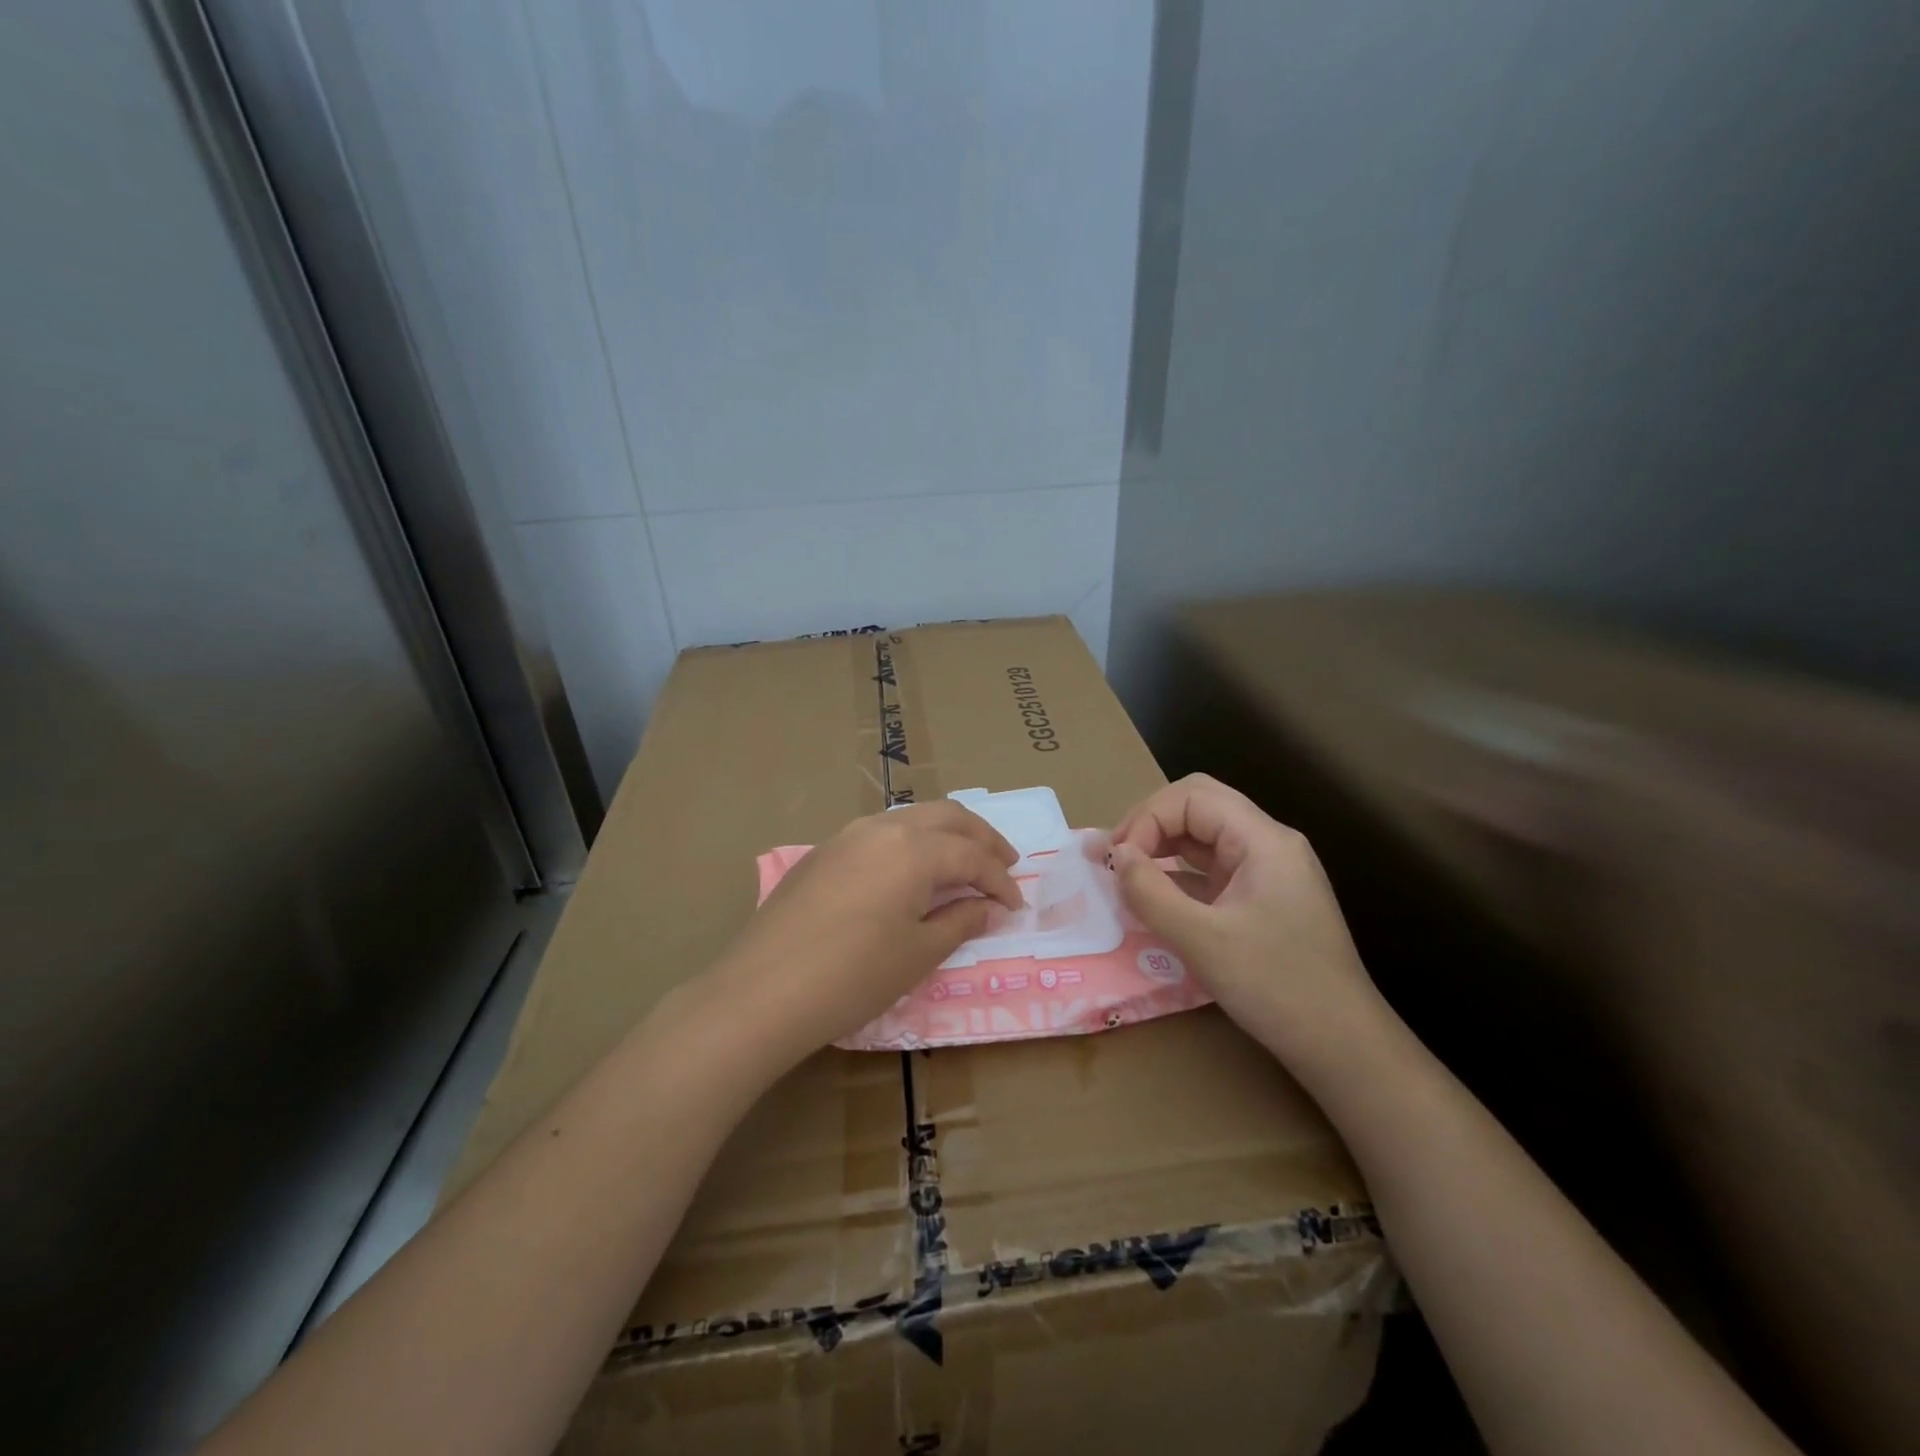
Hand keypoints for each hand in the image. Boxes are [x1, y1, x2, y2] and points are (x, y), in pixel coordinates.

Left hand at [706, 801, 1020, 1069]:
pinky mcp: (823, 852)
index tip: (1016, 906)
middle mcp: (882, 827)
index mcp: (913, 849)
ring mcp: (847, 835)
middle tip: (1005, 863)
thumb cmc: (853, 976)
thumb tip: (990, 907)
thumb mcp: (918, 953)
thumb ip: (961, 921)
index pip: (972, 856)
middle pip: (947, 816)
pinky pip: (880, 832)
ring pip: (911, 818)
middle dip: (982, 838)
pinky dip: (911, 842)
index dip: (1000, 881)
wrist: (761, 991)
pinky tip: (911, 870)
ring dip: (946, 834)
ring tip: (963, 862)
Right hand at [1108, 774, 1389, 1080]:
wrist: (1344, 1047)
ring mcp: (1267, 871)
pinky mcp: (1262, 898)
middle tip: (1115, 857)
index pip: (1192, 797)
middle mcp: (1268, 844)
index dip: (1147, 818)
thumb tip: (1116, 856)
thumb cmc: (1276, 987)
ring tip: (1124, 873)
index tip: (1118, 860)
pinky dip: (1177, 875)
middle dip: (1150, 824)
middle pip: (1198, 807)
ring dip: (1161, 847)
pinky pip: (1211, 869)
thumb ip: (1151, 892)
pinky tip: (1153, 896)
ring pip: (1203, 836)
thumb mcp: (1203, 940)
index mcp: (1263, 840)